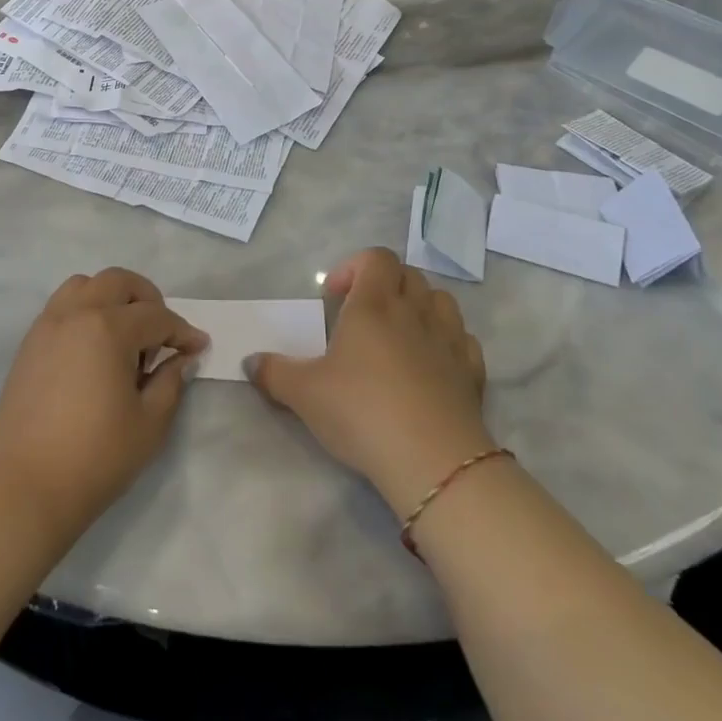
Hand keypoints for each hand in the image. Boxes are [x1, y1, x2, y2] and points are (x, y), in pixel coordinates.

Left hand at [0, 268, 208, 541]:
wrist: (23, 486)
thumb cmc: (94, 457)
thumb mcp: (149, 424)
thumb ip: (170, 383)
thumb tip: (180, 359)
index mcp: (108, 328)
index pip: (156, 316)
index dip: (183, 332)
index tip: (199, 347)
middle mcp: (76, 313)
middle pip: (119, 282)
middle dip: (148, 300)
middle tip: (161, 335)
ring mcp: (48, 324)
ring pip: (85, 285)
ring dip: (111, 298)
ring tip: (123, 337)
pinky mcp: (30, 342)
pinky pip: (62, 306)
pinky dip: (85, 311)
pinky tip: (94, 350)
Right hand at [245, 247, 493, 518]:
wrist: (434, 462)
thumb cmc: (362, 412)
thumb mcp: (304, 394)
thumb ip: (274, 372)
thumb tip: (249, 362)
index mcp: (374, 305)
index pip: (376, 258)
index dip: (354, 267)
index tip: (334, 297)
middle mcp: (414, 312)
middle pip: (408, 274)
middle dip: (385, 284)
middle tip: (362, 315)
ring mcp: (448, 340)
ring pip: (441, 300)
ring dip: (420, 306)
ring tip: (400, 334)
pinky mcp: (472, 372)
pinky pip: (463, 339)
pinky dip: (447, 340)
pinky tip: (432, 363)